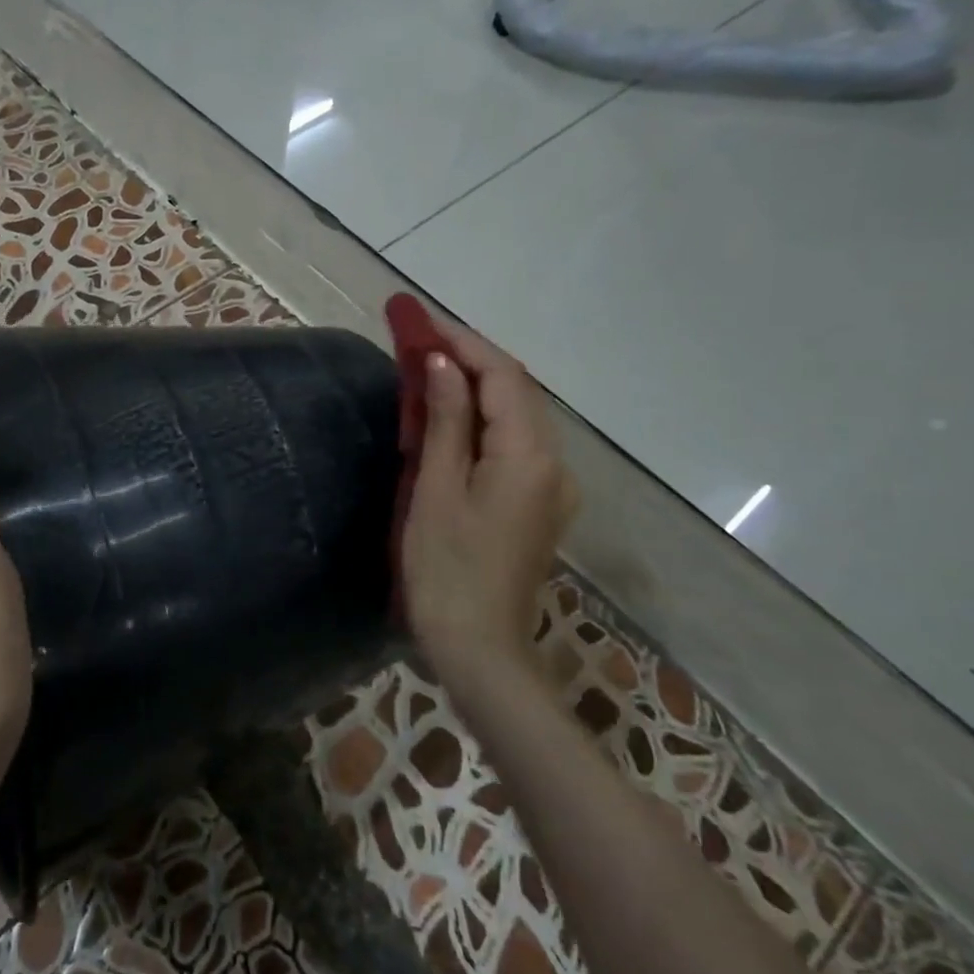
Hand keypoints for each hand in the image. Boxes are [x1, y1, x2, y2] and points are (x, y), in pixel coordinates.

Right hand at [400, 322, 578, 686]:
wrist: (479, 649)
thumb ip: (445, 421)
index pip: (503, 377)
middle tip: (420, 341)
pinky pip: (514, 446)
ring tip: (429, 371)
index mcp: (530, 457)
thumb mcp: (436, 489)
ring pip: (517, 418)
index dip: (463, 344)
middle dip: (470, 361)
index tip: (422, 323)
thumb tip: (441, 365)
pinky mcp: (537, 506)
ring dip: (476, 389)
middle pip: (517, 393)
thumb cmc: (446, 569)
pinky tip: (452, 420)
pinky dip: (483, 422)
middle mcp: (553, 465)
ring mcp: (551, 488)